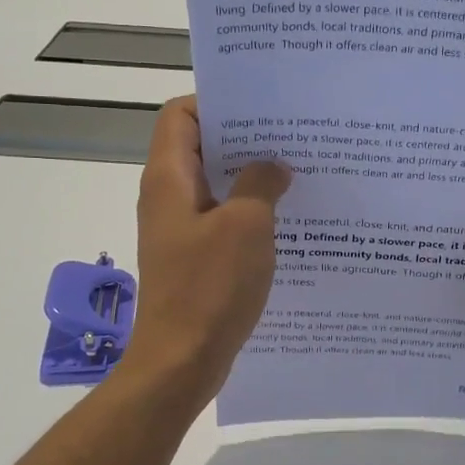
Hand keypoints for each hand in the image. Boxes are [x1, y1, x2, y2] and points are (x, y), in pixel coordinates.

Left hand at [121, 97, 290, 402]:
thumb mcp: (246, 225)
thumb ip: (260, 184)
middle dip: (244, 139)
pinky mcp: (193, 257)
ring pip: (215, 185)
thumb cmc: (209, 287)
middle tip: (292, 137)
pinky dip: (249, 212)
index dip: (218, 102)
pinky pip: (221, 219)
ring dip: (250, 177)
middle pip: (200, 147)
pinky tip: (286, 219)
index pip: (180, 114)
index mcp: (169, 178)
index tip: (263, 108)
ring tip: (296, 173)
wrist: (181, 361)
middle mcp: (168, 197)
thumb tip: (273, 166)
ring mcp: (180, 229)